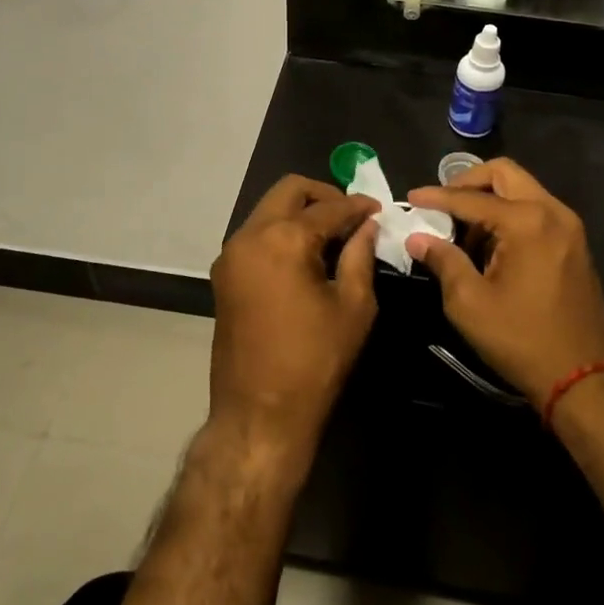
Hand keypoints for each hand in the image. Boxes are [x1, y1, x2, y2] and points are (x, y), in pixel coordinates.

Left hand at [209, 176, 379, 463]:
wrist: (259, 413)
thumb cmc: (314, 361)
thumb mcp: (353, 307)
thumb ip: (360, 256)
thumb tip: (367, 226)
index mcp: (283, 239)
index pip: (328, 207)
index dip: (358, 206)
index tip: (378, 210)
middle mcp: (250, 236)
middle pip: (289, 190)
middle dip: (323, 195)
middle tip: (351, 216)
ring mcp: (231, 254)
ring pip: (268, 210)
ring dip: (300, 212)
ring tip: (332, 236)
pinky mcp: (224, 274)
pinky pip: (256, 234)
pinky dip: (282, 232)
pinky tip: (306, 255)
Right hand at [403, 158, 603, 403]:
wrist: (584, 379)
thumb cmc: (521, 339)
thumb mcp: (470, 303)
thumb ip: (443, 261)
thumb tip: (418, 239)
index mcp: (527, 221)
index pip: (471, 199)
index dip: (436, 197)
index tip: (411, 197)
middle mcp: (552, 212)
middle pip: (504, 174)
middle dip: (468, 183)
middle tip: (442, 204)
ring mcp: (568, 227)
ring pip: (522, 190)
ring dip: (489, 200)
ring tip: (462, 232)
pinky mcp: (574, 244)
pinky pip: (536, 211)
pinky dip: (509, 215)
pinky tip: (489, 246)